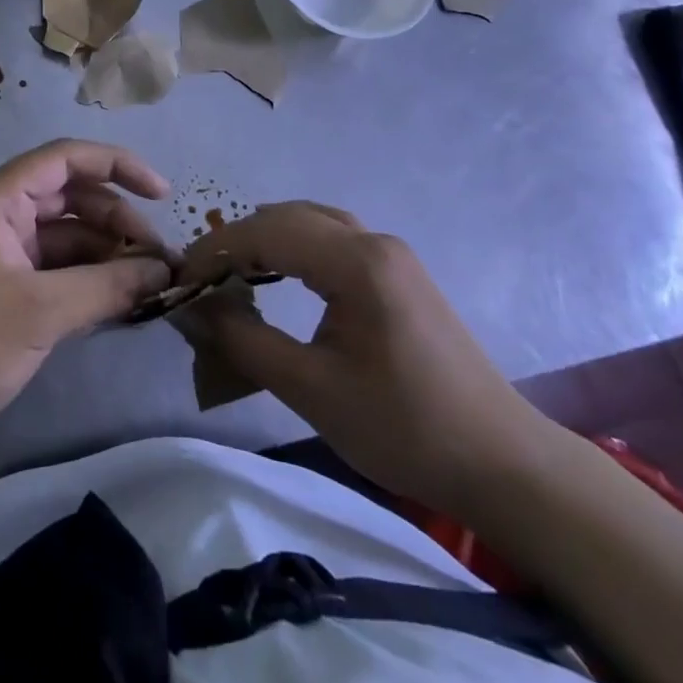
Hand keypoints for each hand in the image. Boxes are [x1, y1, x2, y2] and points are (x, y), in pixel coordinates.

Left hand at [0, 140, 174, 454]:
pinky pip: (57, 269)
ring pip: (67, 236)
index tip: (163, 194)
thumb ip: (106, 286)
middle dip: (118, 220)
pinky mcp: (5, 288)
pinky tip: (124, 300)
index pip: (64, 159)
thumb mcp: (40, 312)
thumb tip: (163, 270)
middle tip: (162, 258)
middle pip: (71, 198)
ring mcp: (1, 253)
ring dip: (108, 254)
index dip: (117, 166)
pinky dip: (89, 280)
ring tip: (153, 282)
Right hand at [179, 202, 562, 516]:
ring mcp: (391, 254)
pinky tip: (278, 276)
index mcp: (356, 262)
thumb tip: (194, 309)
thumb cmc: (405, 429)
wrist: (504, 464)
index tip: (179, 278)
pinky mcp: (399, 273)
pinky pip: (331, 239)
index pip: (265, 232)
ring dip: (264, 239)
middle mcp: (374, 242)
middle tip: (199, 278)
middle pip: (286, 217)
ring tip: (230, 274)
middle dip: (235, 241)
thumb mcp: (311, 390)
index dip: (214, 250)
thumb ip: (244, 341)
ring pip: (310, 222)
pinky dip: (293, 247)